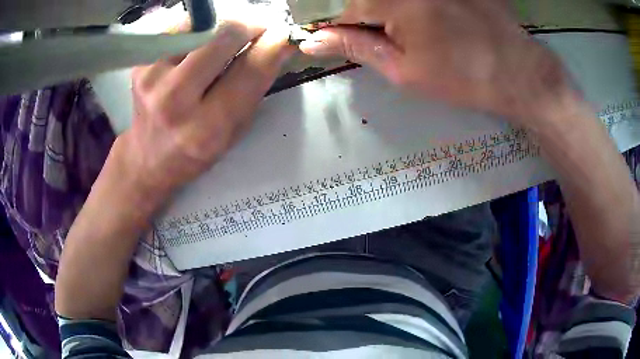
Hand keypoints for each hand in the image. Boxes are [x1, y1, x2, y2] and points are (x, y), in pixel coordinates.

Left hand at [118, 20, 293, 197]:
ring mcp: (153, 78)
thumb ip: (254, 88)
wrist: (146, 158)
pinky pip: (179, 29)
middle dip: (248, 27)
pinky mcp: (140, 65)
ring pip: (202, 25)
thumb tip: (277, 43)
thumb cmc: (194, 150)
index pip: (251, 70)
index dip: (274, 45)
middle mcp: (175, 100)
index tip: (284, 34)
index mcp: (206, 128)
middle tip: (255, 32)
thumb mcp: (232, 132)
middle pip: (224, 36)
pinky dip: (196, 29)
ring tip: (224, 40)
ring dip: (221, 26)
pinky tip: (197, 45)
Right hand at [299, 0, 571, 127]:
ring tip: (421, 31)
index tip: (347, 40)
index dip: (341, 26)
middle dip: (368, 16)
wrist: (516, 71)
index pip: (345, 8)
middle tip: (389, 36)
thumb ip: (357, 47)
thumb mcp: (405, 70)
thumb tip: (313, 42)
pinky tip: (435, 21)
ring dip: (391, 11)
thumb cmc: (462, 76)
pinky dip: (414, 6)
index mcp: (392, 0)